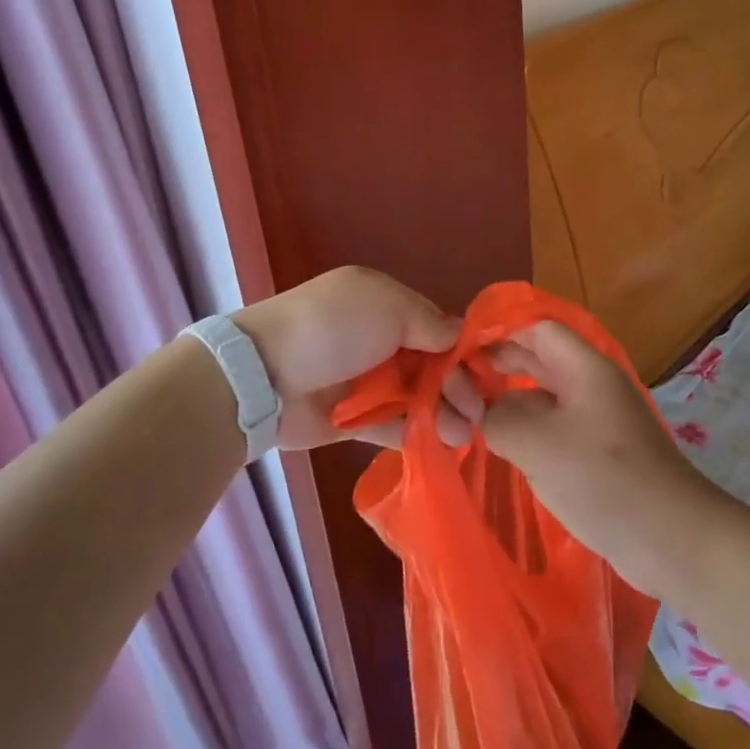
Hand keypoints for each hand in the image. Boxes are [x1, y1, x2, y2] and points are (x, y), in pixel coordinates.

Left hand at [234, 266, 481, 450]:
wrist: (263, 374)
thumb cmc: (333, 328)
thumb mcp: (387, 307)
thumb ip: (428, 323)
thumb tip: (458, 336)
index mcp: (385, 304)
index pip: (435, 326)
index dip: (461, 349)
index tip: (486, 372)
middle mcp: (378, 340)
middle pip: (430, 365)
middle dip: (456, 386)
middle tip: (476, 412)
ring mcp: (364, 381)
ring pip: (415, 398)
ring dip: (442, 414)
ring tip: (465, 434)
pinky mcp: (352, 420)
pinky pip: (392, 426)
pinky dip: (416, 433)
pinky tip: (442, 444)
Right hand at [484, 322, 718, 592]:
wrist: (671, 538)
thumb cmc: (605, 478)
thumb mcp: (539, 443)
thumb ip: (500, 417)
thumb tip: (486, 412)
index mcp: (584, 367)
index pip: (536, 329)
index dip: (498, 332)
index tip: (460, 350)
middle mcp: (591, 385)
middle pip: (539, 359)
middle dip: (499, 365)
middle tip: (458, 382)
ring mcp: (597, 419)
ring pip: (545, 395)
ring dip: (511, 400)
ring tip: (472, 414)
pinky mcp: (599, 453)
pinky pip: (555, 427)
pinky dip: (527, 430)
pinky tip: (503, 447)